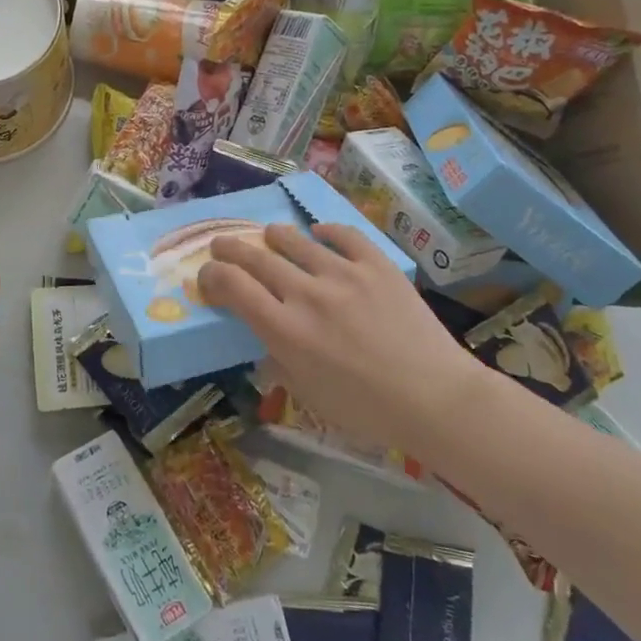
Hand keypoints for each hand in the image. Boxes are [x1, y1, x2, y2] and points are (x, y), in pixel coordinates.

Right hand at [197, 223, 488, 452]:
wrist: (435, 397)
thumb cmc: (366, 409)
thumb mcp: (308, 395)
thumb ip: (278, 363)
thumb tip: (265, 345)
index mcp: (285, 329)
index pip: (232, 286)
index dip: (211, 276)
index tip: (206, 276)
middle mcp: (307, 294)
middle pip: (256, 258)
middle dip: (230, 249)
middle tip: (221, 244)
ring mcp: (344, 274)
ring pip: (296, 240)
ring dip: (274, 236)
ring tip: (268, 235)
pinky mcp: (377, 265)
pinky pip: (344, 236)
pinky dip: (326, 231)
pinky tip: (320, 232)